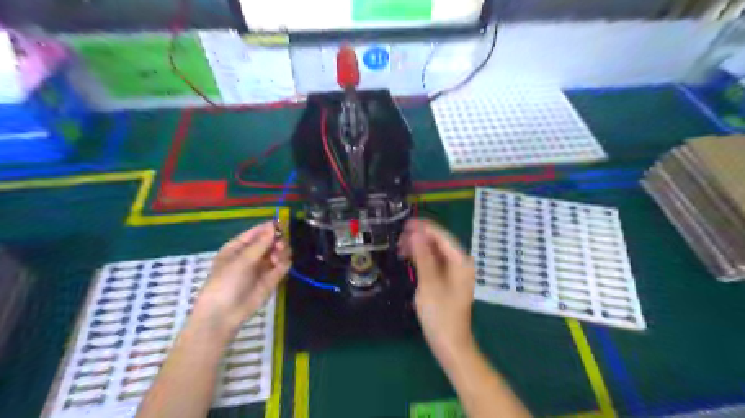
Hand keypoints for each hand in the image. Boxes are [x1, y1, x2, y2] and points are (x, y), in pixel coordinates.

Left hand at [195, 222, 289, 335]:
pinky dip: (285, 262)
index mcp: (238, 247)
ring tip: (279, 256)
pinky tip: (281, 264)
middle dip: (277, 240)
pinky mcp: (272, 279)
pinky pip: (283, 265)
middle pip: (270, 241)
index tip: (281, 225)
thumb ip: (260, 244)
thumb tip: (274, 226)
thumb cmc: (225, 282)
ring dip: (282, 251)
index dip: (269, 228)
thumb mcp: (241, 260)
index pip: (256, 232)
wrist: (224, 314)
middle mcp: (252, 255)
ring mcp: (262, 267)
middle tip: (280, 245)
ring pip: (279, 252)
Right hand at [399, 219, 473, 361]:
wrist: (449, 344)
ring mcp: (454, 273)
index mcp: (461, 262)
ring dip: (419, 248)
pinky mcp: (448, 281)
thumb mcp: (429, 283)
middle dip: (420, 237)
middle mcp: (460, 263)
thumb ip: (423, 256)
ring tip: (400, 248)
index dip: (424, 227)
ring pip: (435, 252)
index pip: (442, 236)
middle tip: (399, 237)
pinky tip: (409, 258)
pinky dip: (422, 259)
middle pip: (439, 243)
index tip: (406, 223)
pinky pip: (435, 263)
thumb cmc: (440, 314)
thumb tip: (415, 234)